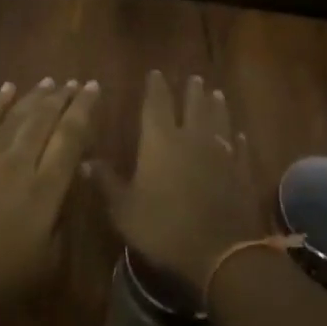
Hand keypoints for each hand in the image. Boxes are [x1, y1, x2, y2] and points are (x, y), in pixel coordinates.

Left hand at [0, 77, 98, 325]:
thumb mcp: (47, 266)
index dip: (85, 111)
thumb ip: (66, 217)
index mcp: (45, 190)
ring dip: (37, 95)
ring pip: (18, 113)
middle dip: (65, 98)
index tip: (94, 88)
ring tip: (51, 82)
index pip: (71, 138)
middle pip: (46, 118)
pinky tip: (9, 87)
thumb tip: (75, 175)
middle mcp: (19, 162)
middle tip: (77, 83)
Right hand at [88, 71, 268, 295]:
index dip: (155, 87)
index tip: (156, 73)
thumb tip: (85, 161)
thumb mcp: (124, 210)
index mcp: (160, 140)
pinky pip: (239, 148)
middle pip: (193, 105)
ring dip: (216, 106)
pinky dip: (238, 140)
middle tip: (194, 78)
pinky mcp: (241, 171)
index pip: (156, 104)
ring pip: (219, 120)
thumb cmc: (164, 228)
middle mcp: (191, 137)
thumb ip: (106, 183)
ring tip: (216, 94)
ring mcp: (221, 153)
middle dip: (192, 90)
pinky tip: (239, 136)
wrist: (221, 252)